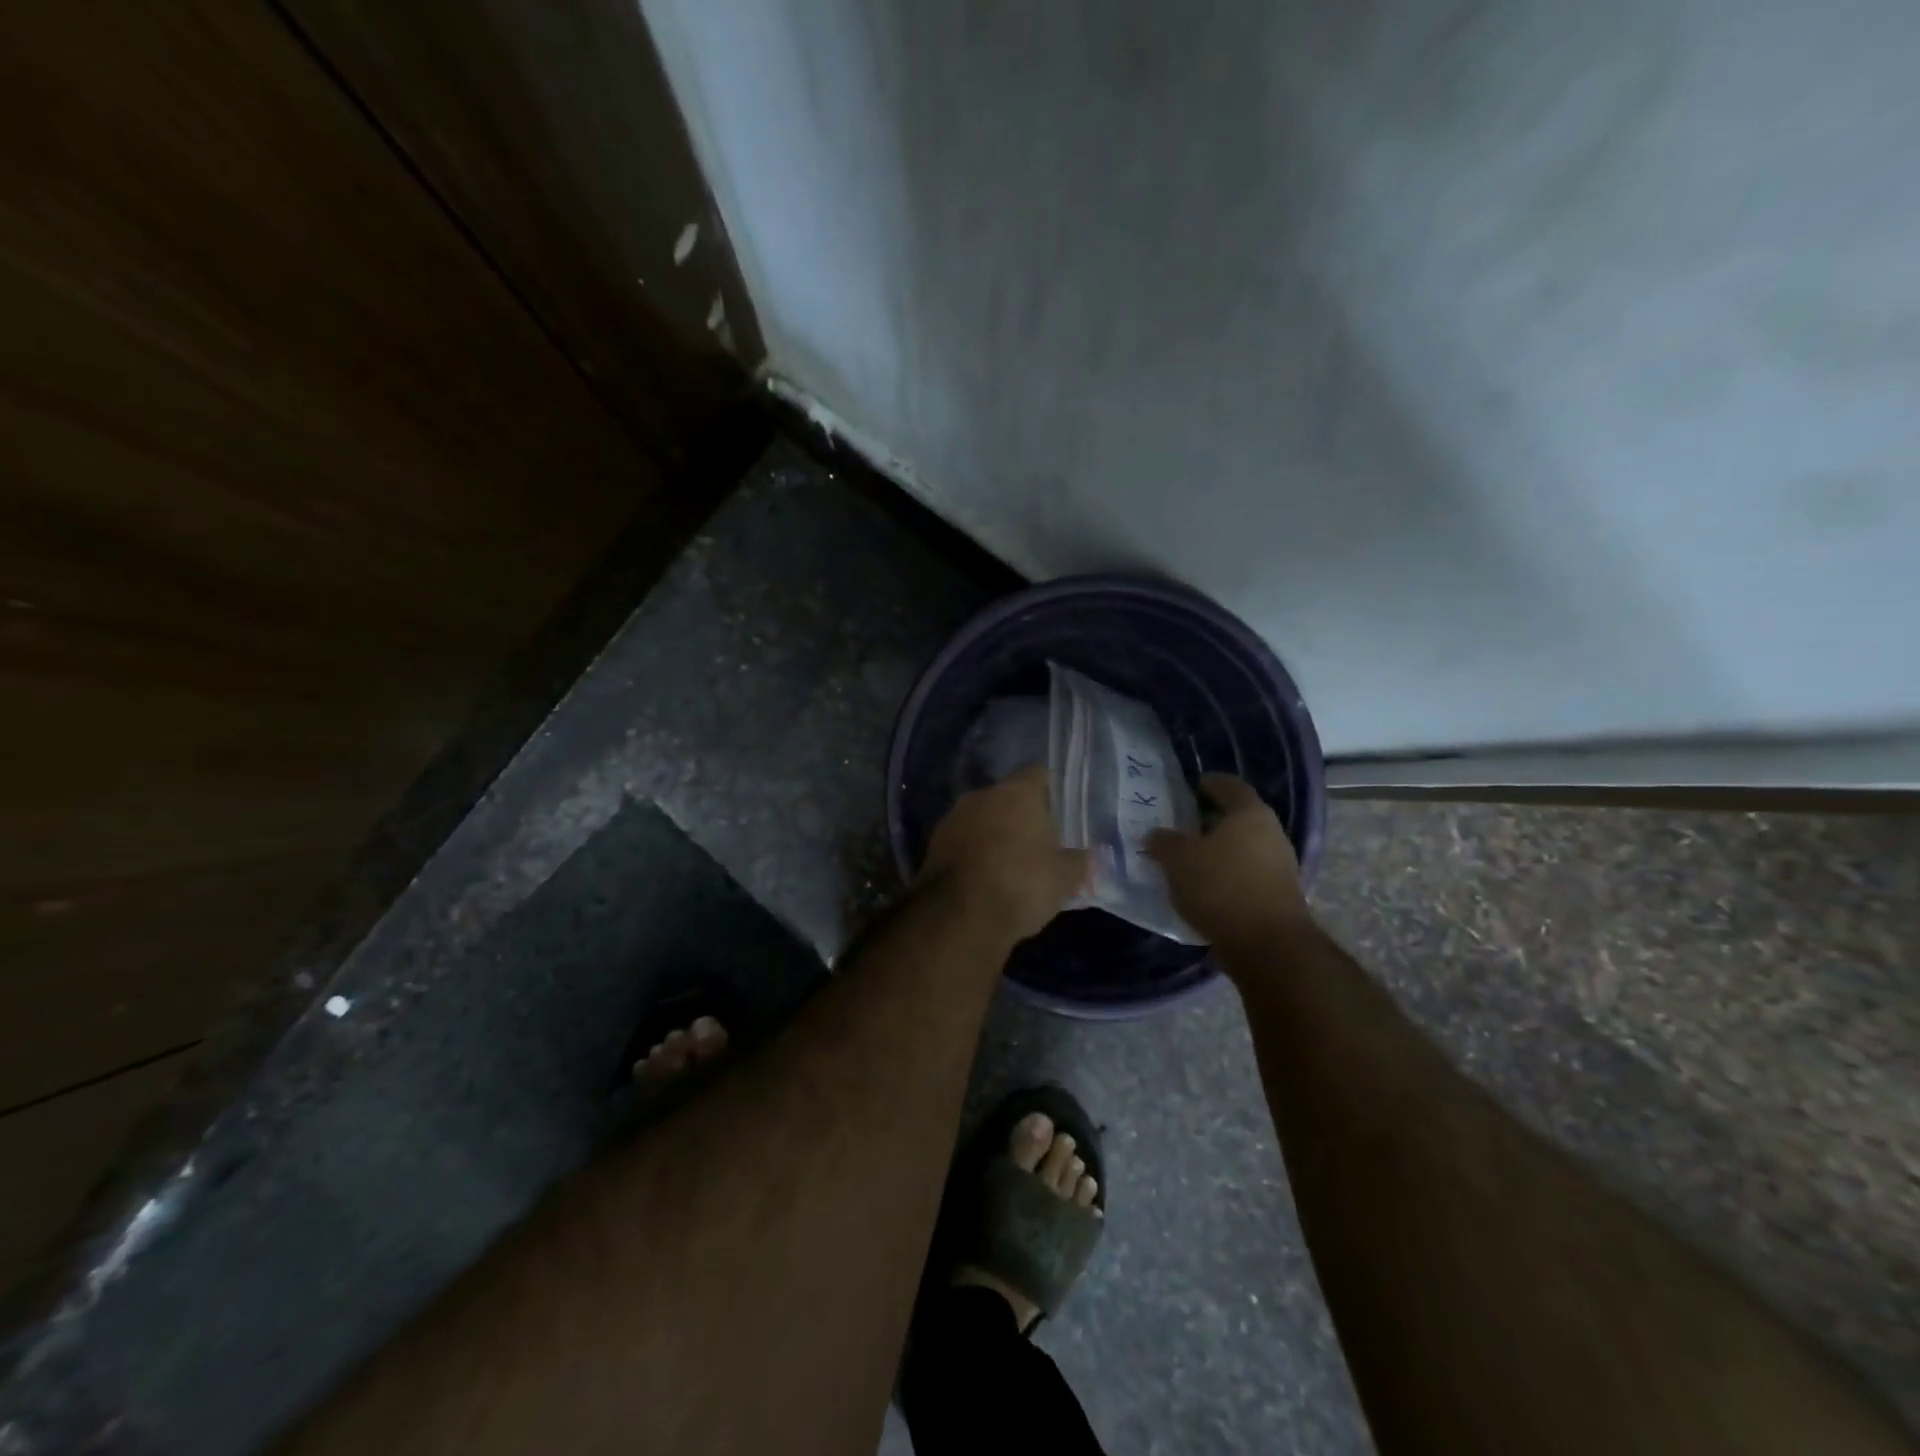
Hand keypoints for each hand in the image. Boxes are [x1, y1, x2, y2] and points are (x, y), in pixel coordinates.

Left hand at [919, 764, 1087, 941]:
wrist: (957, 916)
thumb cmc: (1021, 885)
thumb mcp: (1064, 879)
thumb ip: (1079, 862)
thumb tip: (1088, 856)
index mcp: (1017, 792)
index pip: (1038, 773)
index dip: (1051, 790)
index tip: (1060, 810)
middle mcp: (982, 795)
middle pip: (1008, 796)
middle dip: (1021, 815)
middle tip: (1039, 841)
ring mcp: (953, 817)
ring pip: (982, 818)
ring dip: (994, 833)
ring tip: (1011, 862)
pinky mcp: (933, 844)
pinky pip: (963, 840)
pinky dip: (974, 852)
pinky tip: (985, 876)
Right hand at [1147, 773, 1310, 948]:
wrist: (1268, 945)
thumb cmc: (1221, 887)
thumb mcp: (1179, 860)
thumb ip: (1164, 842)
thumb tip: (1156, 834)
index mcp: (1249, 813)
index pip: (1228, 785)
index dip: (1206, 784)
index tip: (1187, 789)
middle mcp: (1271, 832)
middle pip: (1238, 817)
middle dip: (1209, 820)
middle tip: (1181, 826)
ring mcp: (1281, 865)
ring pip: (1243, 847)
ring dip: (1219, 850)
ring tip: (1189, 860)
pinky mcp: (1280, 894)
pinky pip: (1248, 873)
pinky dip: (1227, 875)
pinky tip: (1206, 888)